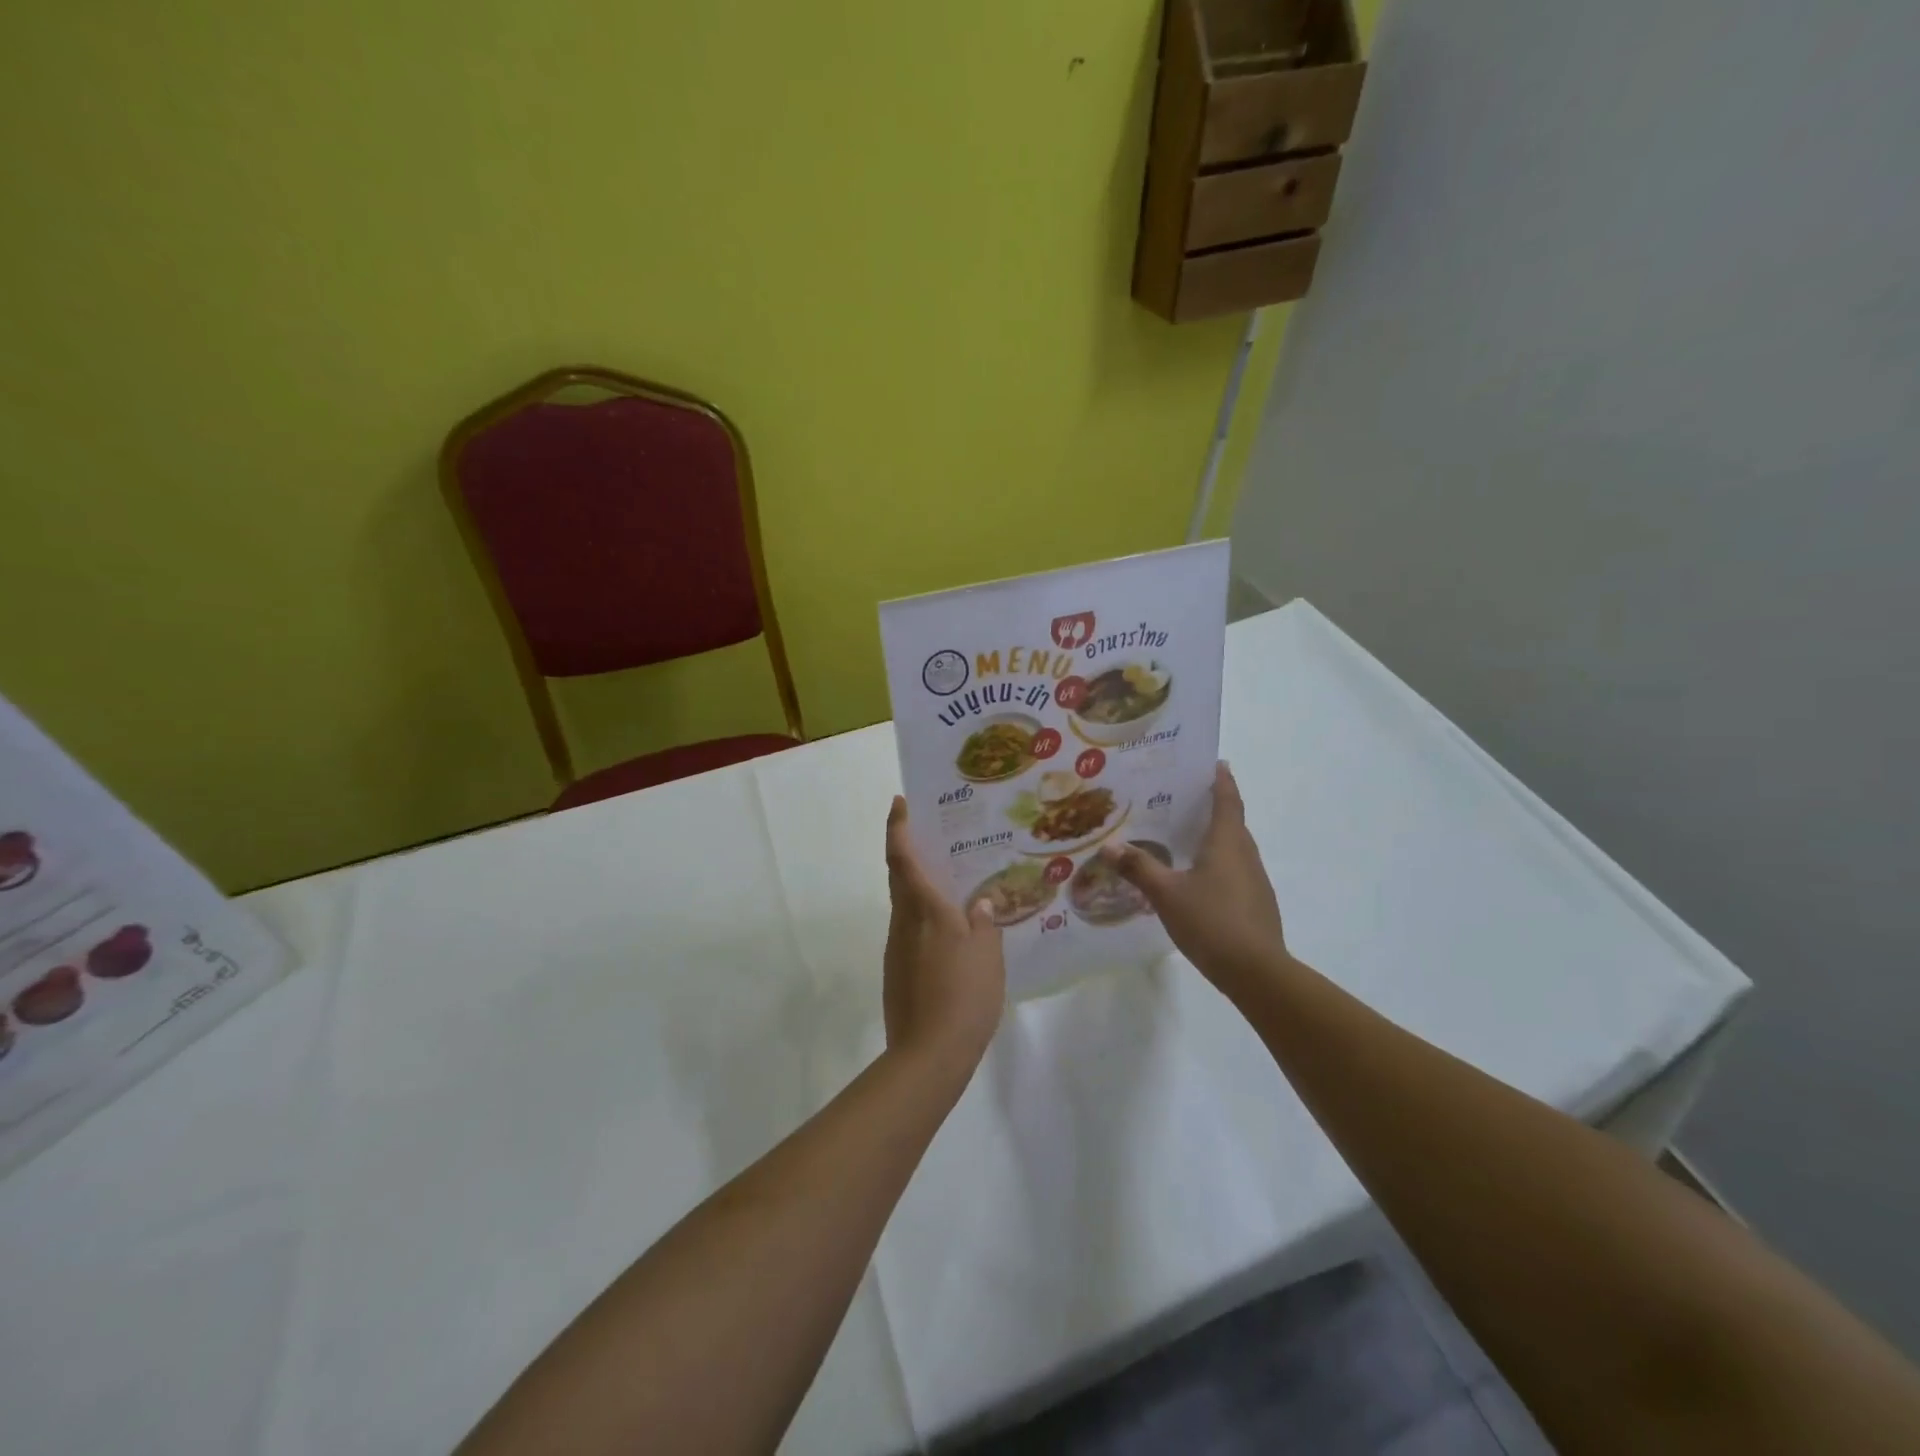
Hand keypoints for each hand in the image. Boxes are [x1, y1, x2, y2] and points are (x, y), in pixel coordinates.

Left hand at [883, 797, 1005, 1076]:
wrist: (928, 1055)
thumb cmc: (963, 996)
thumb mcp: (987, 955)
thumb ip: (984, 923)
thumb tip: (980, 903)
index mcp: (924, 910)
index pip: (902, 858)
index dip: (898, 828)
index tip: (899, 803)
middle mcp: (903, 922)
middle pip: (899, 876)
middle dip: (909, 850)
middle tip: (934, 836)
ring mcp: (897, 948)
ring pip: (905, 904)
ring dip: (921, 886)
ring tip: (955, 883)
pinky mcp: (898, 970)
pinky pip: (911, 930)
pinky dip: (925, 917)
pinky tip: (952, 931)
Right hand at [1101, 762, 1288, 998]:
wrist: (1257, 972)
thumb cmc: (1212, 922)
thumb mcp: (1166, 894)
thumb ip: (1138, 868)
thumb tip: (1109, 846)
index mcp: (1227, 843)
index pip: (1228, 800)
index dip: (1222, 781)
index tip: (1216, 764)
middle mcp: (1245, 854)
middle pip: (1233, 822)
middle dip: (1214, 807)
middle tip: (1184, 798)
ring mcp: (1255, 881)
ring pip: (1235, 848)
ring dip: (1216, 837)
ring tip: (1186, 836)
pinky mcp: (1257, 903)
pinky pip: (1236, 871)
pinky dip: (1219, 863)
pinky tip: (1198, 879)